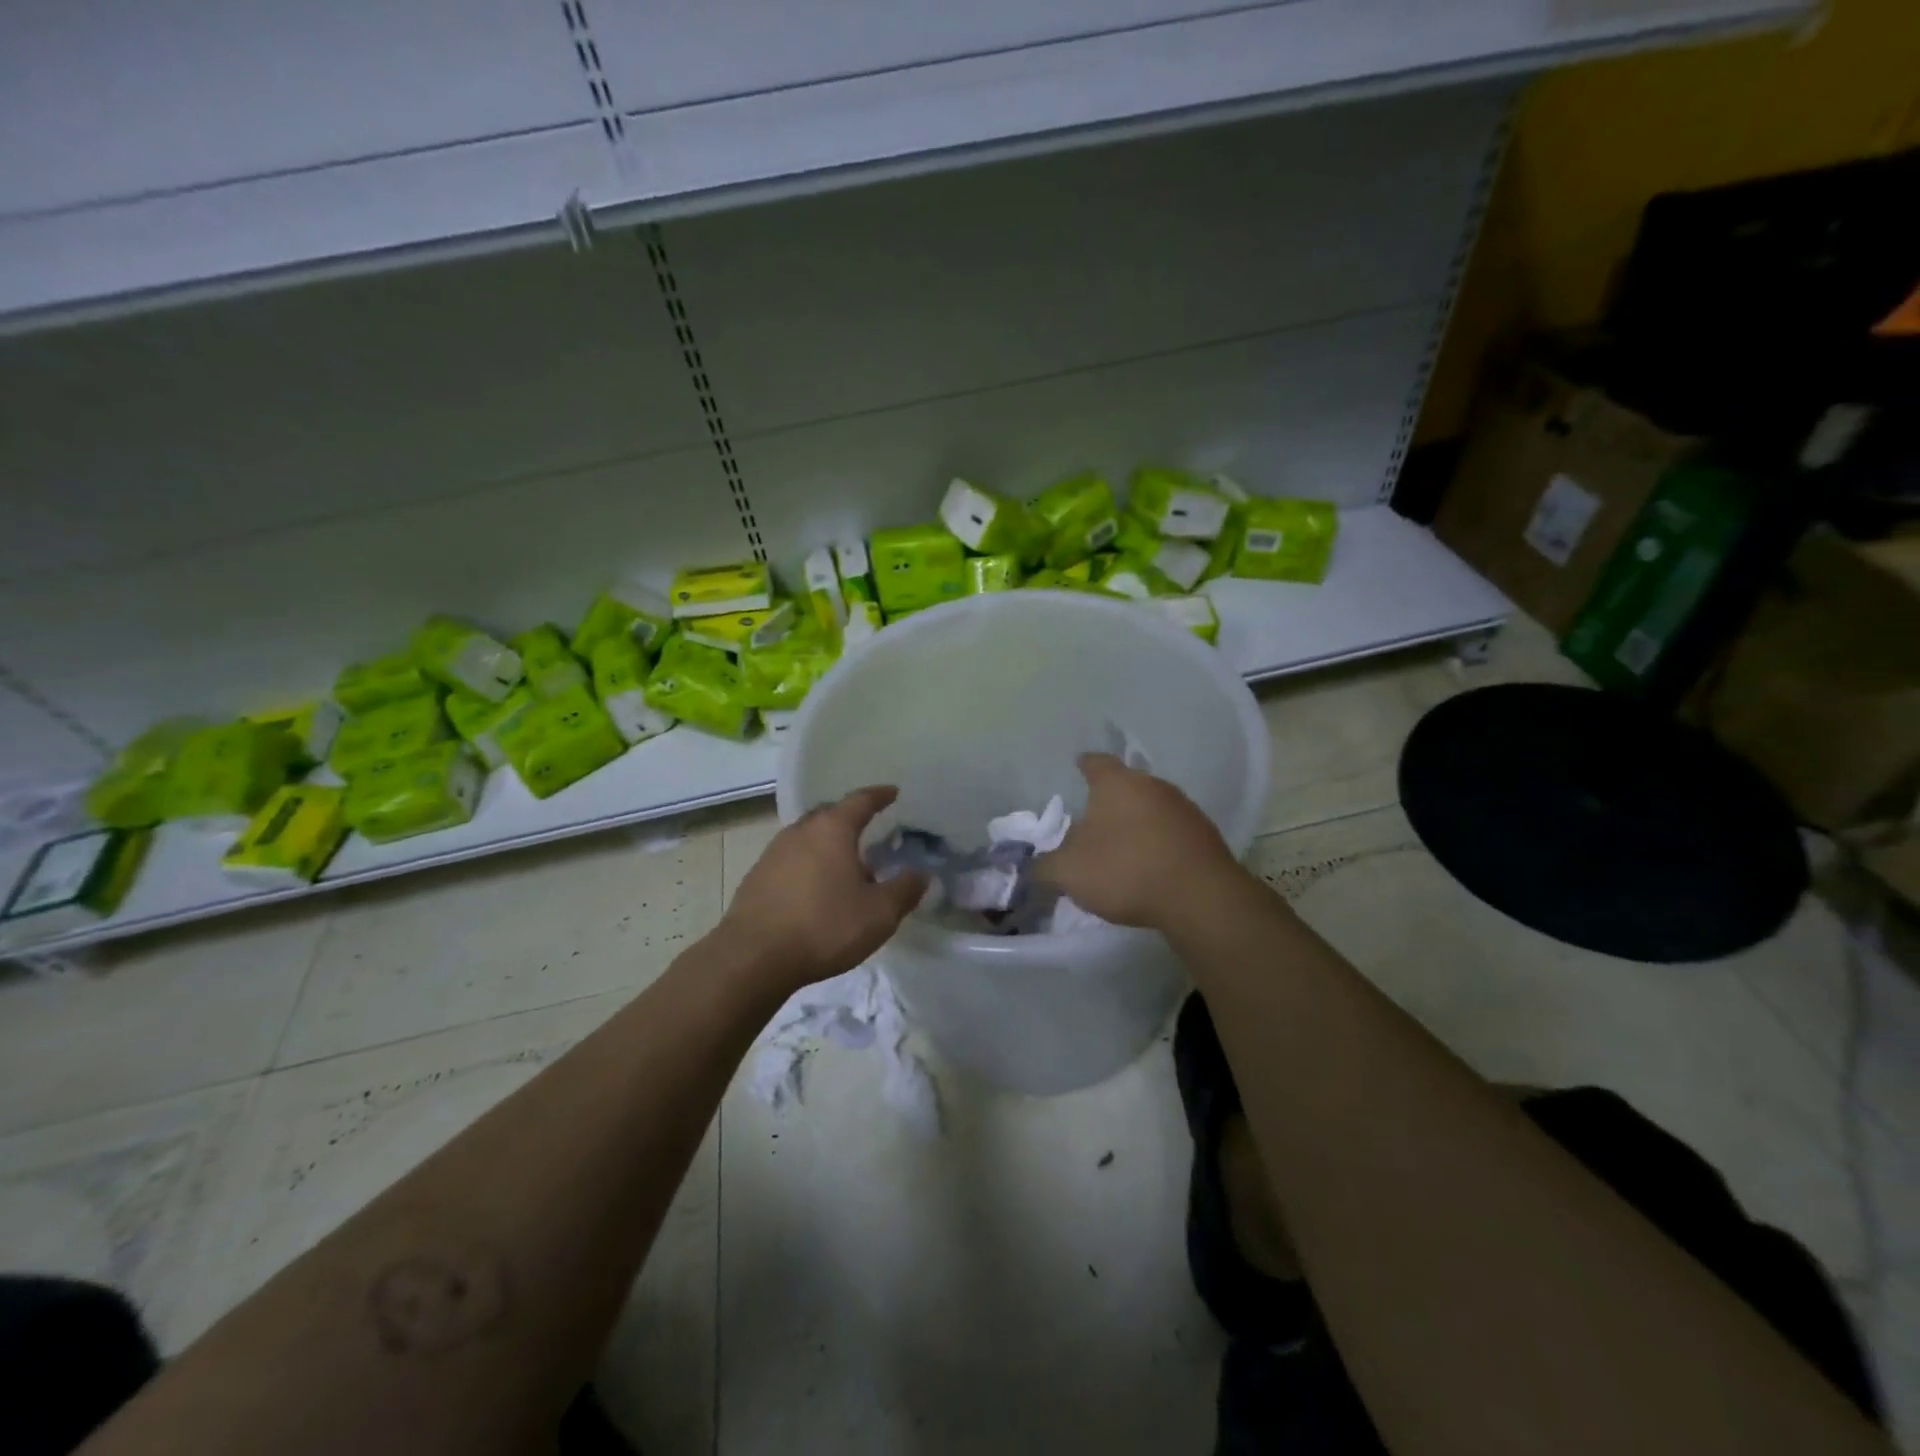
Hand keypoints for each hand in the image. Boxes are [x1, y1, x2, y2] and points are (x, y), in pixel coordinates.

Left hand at [716, 786, 925, 992]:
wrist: (753, 958)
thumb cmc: (824, 927)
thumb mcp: (879, 914)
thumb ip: (904, 890)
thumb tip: (922, 874)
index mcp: (832, 829)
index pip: (860, 801)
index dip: (879, 796)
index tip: (893, 792)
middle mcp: (801, 831)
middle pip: (830, 814)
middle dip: (850, 819)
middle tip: (870, 829)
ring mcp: (773, 853)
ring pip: (808, 837)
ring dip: (828, 844)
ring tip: (846, 864)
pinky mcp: (757, 877)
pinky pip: (791, 859)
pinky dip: (809, 864)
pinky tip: (816, 889)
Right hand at [1035, 753, 1239, 928]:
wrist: (1199, 897)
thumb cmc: (1125, 870)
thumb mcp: (1068, 872)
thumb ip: (1044, 866)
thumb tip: (1033, 866)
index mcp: (1116, 783)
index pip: (1095, 762)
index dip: (1084, 765)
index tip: (1077, 766)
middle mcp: (1152, 785)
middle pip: (1126, 784)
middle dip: (1110, 800)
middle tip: (1092, 818)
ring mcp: (1184, 808)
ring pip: (1151, 807)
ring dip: (1137, 822)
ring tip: (1122, 846)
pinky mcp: (1205, 835)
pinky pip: (1172, 832)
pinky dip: (1159, 842)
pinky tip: (1150, 865)